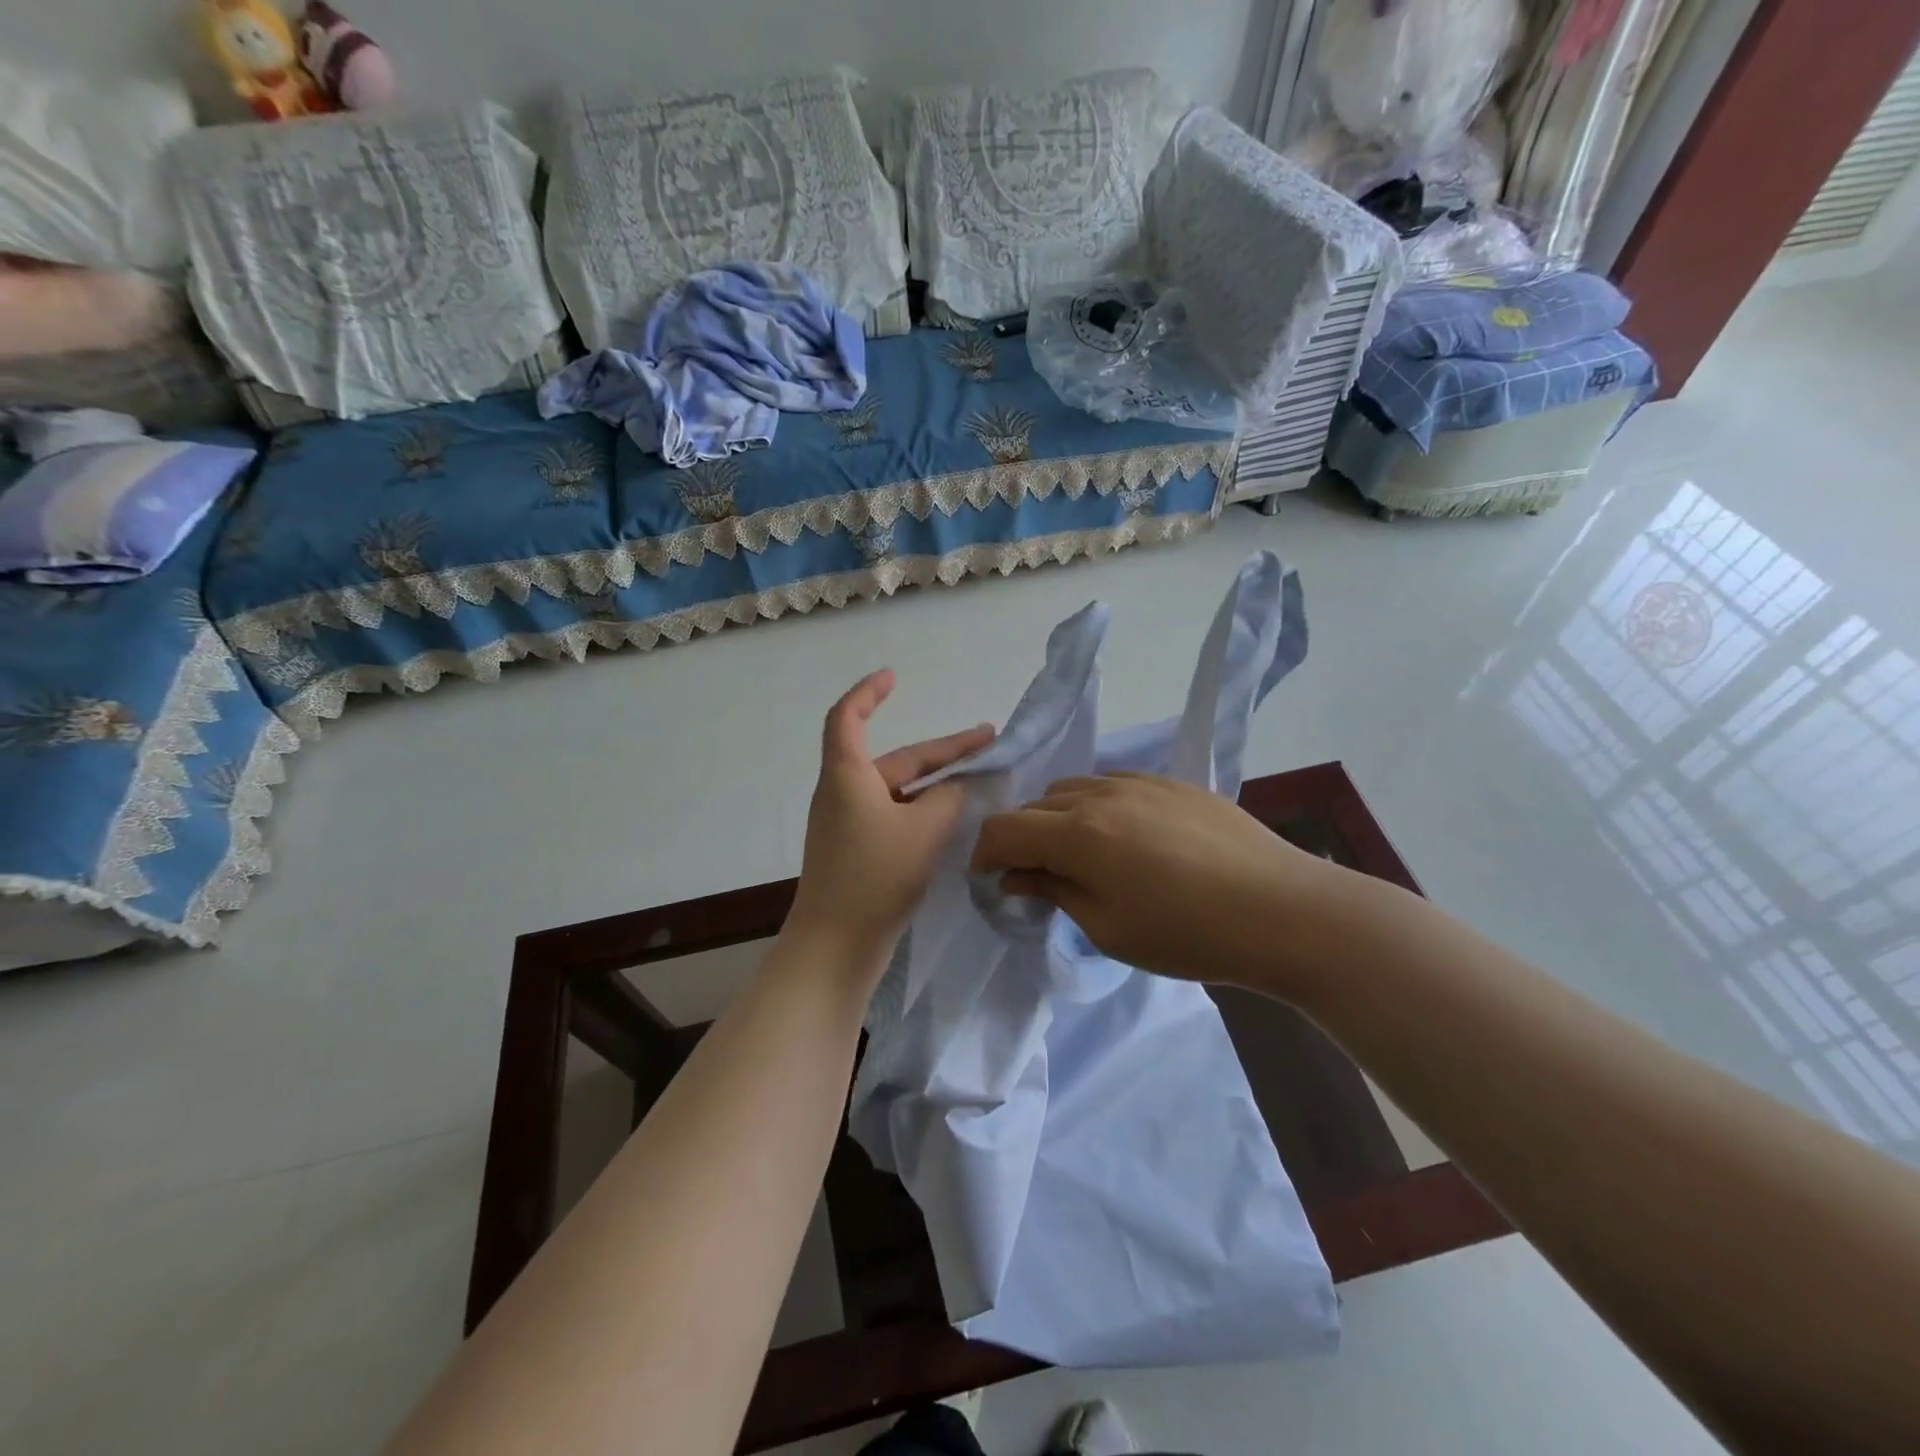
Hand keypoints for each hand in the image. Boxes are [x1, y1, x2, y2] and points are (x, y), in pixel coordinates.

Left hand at [788, 670, 993, 970]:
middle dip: (942, 751)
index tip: (894, 678)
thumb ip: (949, 799)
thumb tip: (957, 788)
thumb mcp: (924, 830)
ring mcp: (849, 826)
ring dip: (937, 783)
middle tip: (989, 742)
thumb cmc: (874, 876)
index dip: (869, 693)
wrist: (836, 946)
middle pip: (895, 759)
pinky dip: (924, 810)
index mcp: (848, 776)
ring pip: (899, 790)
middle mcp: (844, 794)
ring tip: (981, 780)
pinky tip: (954, 819)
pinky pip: (895, 816)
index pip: (848, 717)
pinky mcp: (858, 853)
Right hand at [970, 772, 1340, 987]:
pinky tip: (1126, 839)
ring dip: (1060, 819)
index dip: (985, 854)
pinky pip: (1113, 784)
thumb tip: (1016, 876)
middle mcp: (1101, 794)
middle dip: (1023, 839)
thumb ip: (1054, 891)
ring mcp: (1140, 781)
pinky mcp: (1173, 782)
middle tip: (1037, 878)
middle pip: (1036, 805)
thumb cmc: (1189, 935)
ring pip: (1073, 789)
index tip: (991, 880)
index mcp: (1079, 833)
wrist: (1284, 911)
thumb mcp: (1108, 928)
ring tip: (1083, 856)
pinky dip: (1098, 807)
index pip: (1004, 828)